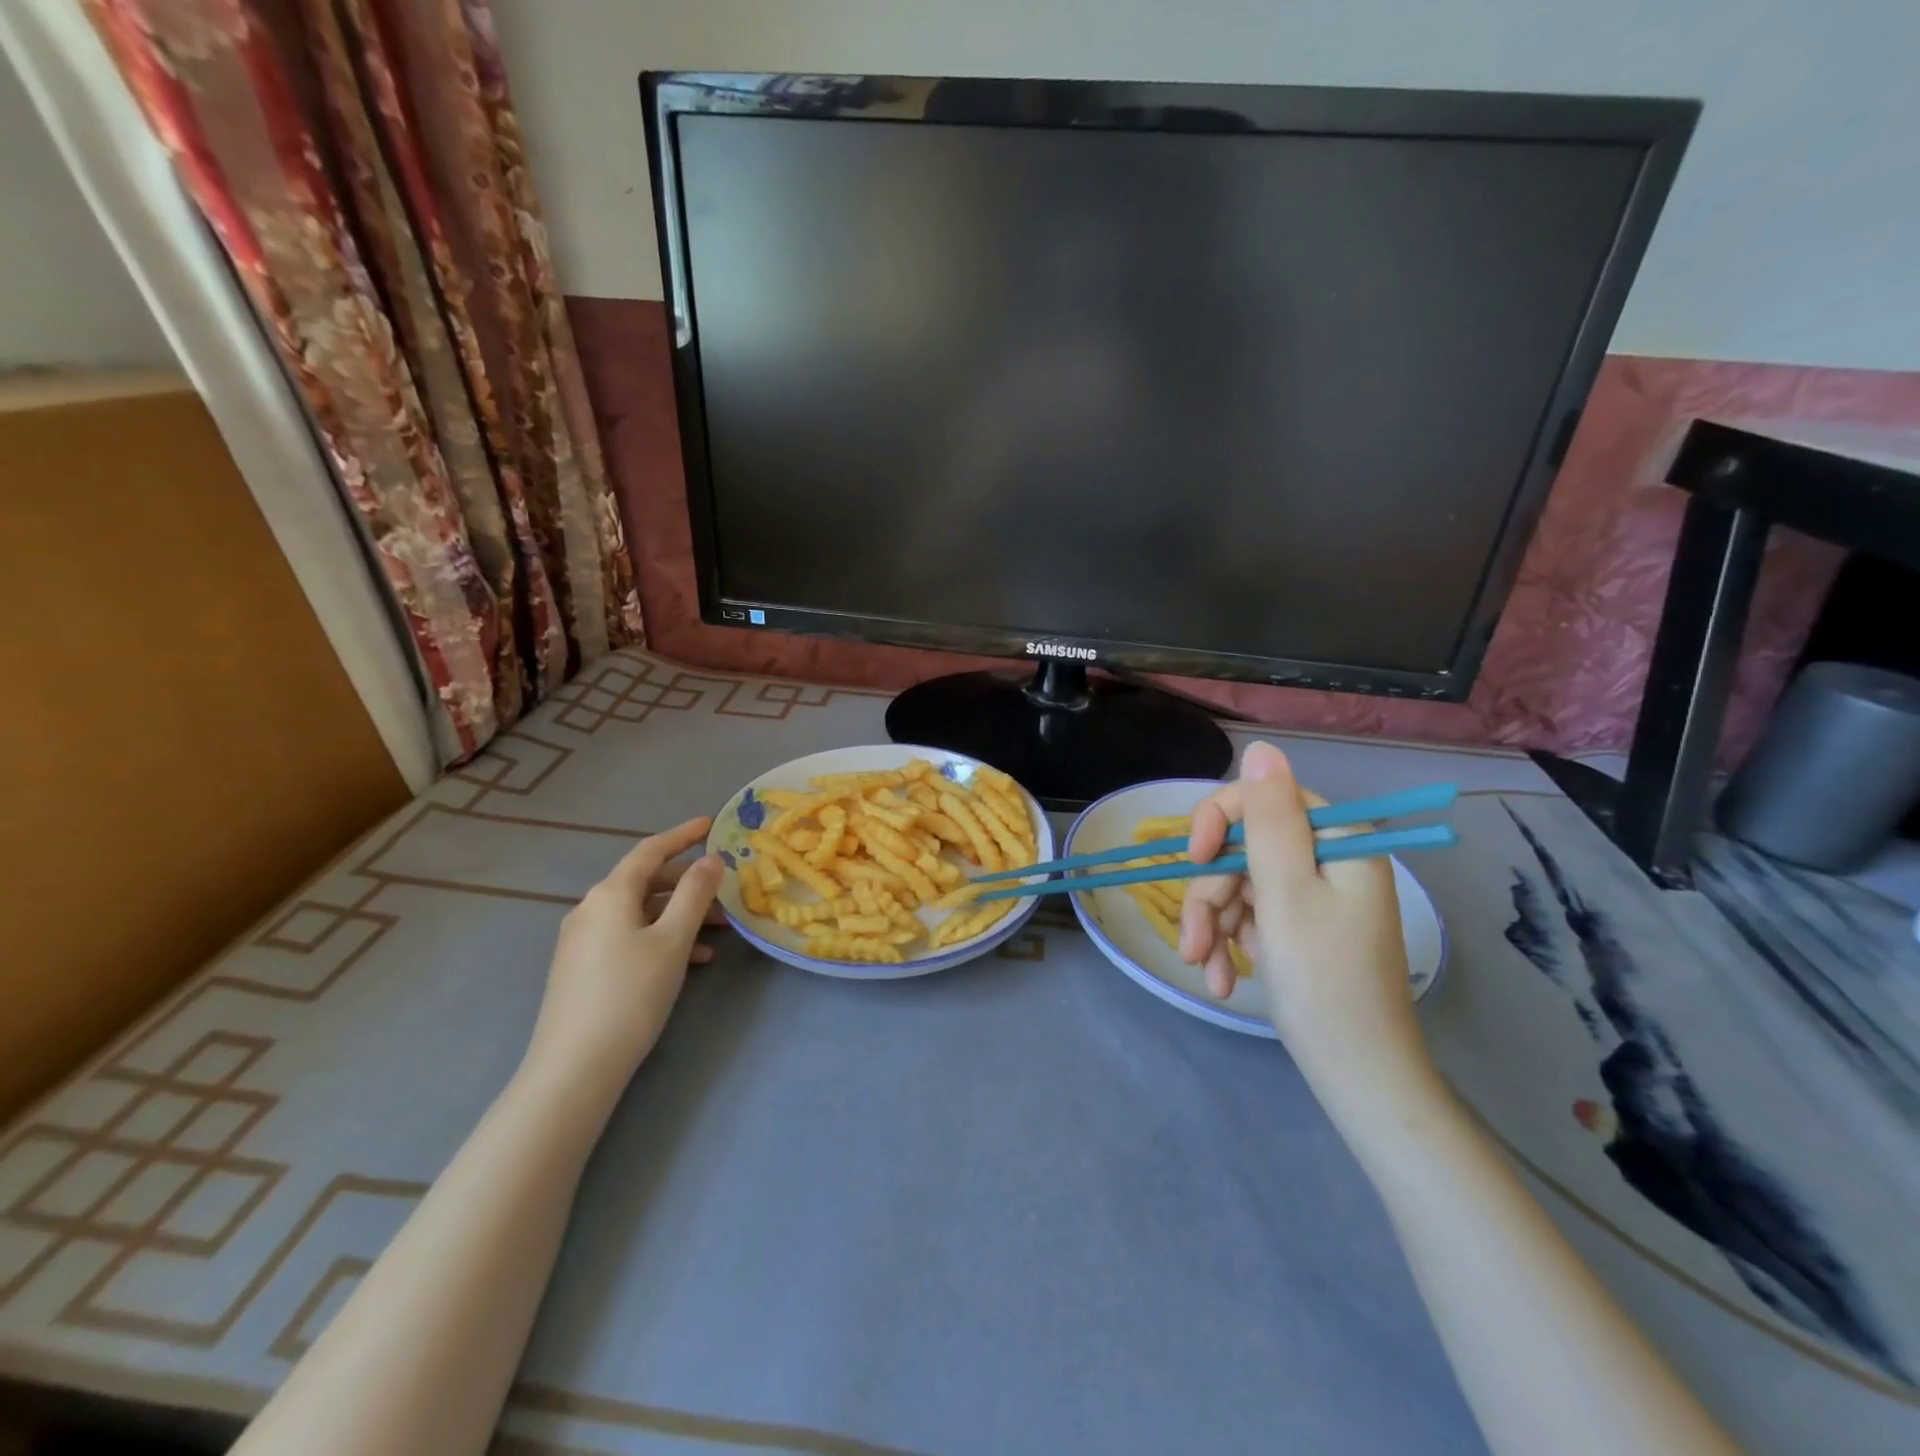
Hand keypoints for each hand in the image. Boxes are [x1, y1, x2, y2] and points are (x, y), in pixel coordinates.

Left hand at [520, 817, 724, 1105]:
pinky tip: (691, 960)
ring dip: (680, 916)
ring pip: (641, 913)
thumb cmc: (630, 994)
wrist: (574, 1067)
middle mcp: (591, 909)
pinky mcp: (582, 968)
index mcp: (610, 894)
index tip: (711, 824)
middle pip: (646, 882)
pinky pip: (629, 937)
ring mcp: (582, 940)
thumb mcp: (672, 940)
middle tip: (725, 892)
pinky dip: (661, 938)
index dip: (683, 835)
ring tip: (719, 933)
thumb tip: (710, 859)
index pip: (650, 850)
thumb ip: (694, 894)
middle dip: (688, 884)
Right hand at [1180, 743, 1434, 1120]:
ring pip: (1237, 884)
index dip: (1218, 822)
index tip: (1195, 861)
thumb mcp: (1286, 892)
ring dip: (1212, 925)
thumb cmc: (1323, 981)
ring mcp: (1313, 896)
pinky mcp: (1300, 927)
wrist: (1357, 1076)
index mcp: (1338, 840)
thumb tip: (1261, 749)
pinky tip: (1223, 979)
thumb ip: (1268, 818)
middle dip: (1210, 894)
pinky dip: (1229, 943)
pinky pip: (1250, 915)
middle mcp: (1328, 859)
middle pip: (1242, 848)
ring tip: (1206, 970)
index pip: (1263, 798)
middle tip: (1195, 944)